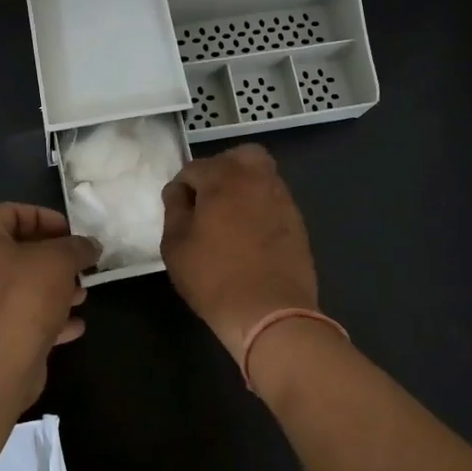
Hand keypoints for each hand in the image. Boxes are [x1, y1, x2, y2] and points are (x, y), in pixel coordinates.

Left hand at [0, 204, 98, 394]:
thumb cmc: (24, 295)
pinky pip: (13, 319)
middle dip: (52, 259)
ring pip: (15, 289)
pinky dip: (42, 319)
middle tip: (79, 266)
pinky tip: (73, 327)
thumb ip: (77, 247)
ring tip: (81, 297)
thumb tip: (90, 246)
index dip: (45, 218)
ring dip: (51, 290)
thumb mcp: (60, 260)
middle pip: (13, 253)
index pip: (10, 213)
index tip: (72, 233)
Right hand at [160, 145, 318, 359]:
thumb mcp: (176, 245)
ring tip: (229, 220)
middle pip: (238, 157)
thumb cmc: (214, 277)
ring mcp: (282, 199)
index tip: (178, 212)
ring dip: (243, 188)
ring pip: (260, 176)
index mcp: (224, 178)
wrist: (270, 313)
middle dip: (220, 170)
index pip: (194, 168)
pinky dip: (259, 207)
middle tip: (208, 200)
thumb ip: (174, 209)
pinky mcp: (297, 222)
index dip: (181, 188)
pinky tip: (249, 235)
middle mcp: (257, 179)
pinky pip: (273, 201)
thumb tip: (178, 191)